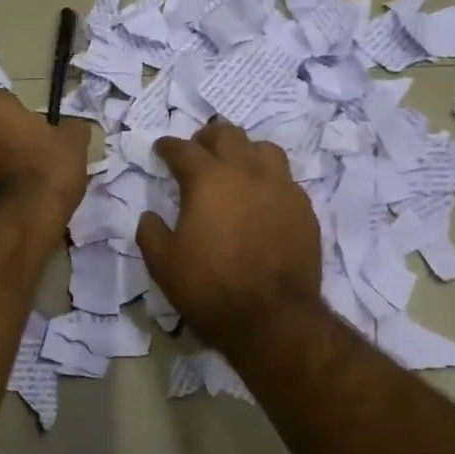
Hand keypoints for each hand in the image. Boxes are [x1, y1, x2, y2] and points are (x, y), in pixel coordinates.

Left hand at [0, 90, 89, 241]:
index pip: (9, 103)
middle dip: (5, 140)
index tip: (42, 141)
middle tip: (32, 163)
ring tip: (19, 189)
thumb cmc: (45, 174)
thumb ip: (71, 128)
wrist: (15, 226)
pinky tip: (6, 207)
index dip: (27, 122)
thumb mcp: (74, 144)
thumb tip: (70, 127)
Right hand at [136, 119, 322, 348]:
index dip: (168, 147)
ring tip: (236, 169)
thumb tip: (150, 216)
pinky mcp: (304, 209)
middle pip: (227, 134)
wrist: (272, 319)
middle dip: (208, 138)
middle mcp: (246, 172)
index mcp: (207, 179)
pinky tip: (263, 201)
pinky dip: (269, 182)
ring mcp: (281, 188)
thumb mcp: (163, 264)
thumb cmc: (209, 287)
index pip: (183, 149)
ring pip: (264, 149)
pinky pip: (286, 181)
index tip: (161, 150)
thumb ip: (150, 232)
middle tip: (198, 151)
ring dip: (245, 152)